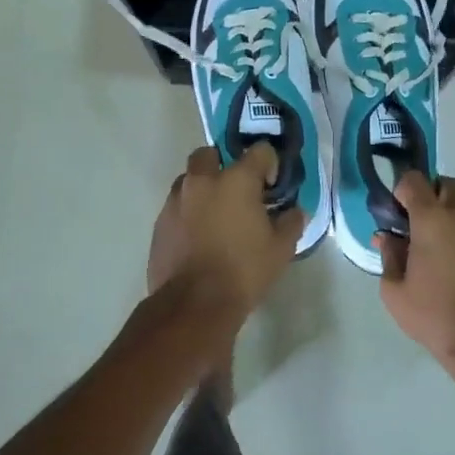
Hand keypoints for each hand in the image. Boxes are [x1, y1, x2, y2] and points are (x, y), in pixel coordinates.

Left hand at [147, 144, 305, 319]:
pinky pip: (176, 206)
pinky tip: (198, 236)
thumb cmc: (243, 271)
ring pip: (189, 179)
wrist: (194, 303)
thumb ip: (291, 223)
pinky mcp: (160, 222)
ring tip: (215, 215)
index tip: (271, 186)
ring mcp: (176, 200)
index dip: (269, 164)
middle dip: (223, 165)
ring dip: (202, 188)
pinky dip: (188, 212)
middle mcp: (203, 181)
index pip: (260, 151)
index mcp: (236, 180)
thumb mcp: (281, 249)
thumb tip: (294, 211)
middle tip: (237, 191)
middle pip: (210, 154)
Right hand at [378, 173, 454, 371]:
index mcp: (433, 220)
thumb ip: (388, 255)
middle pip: (447, 185)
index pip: (414, 180)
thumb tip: (388, 237)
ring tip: (454, 249)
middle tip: (427, 231)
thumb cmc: (437, 319)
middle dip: (433, 199)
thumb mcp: (395, 292)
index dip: (403, 192)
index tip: (401, 214)